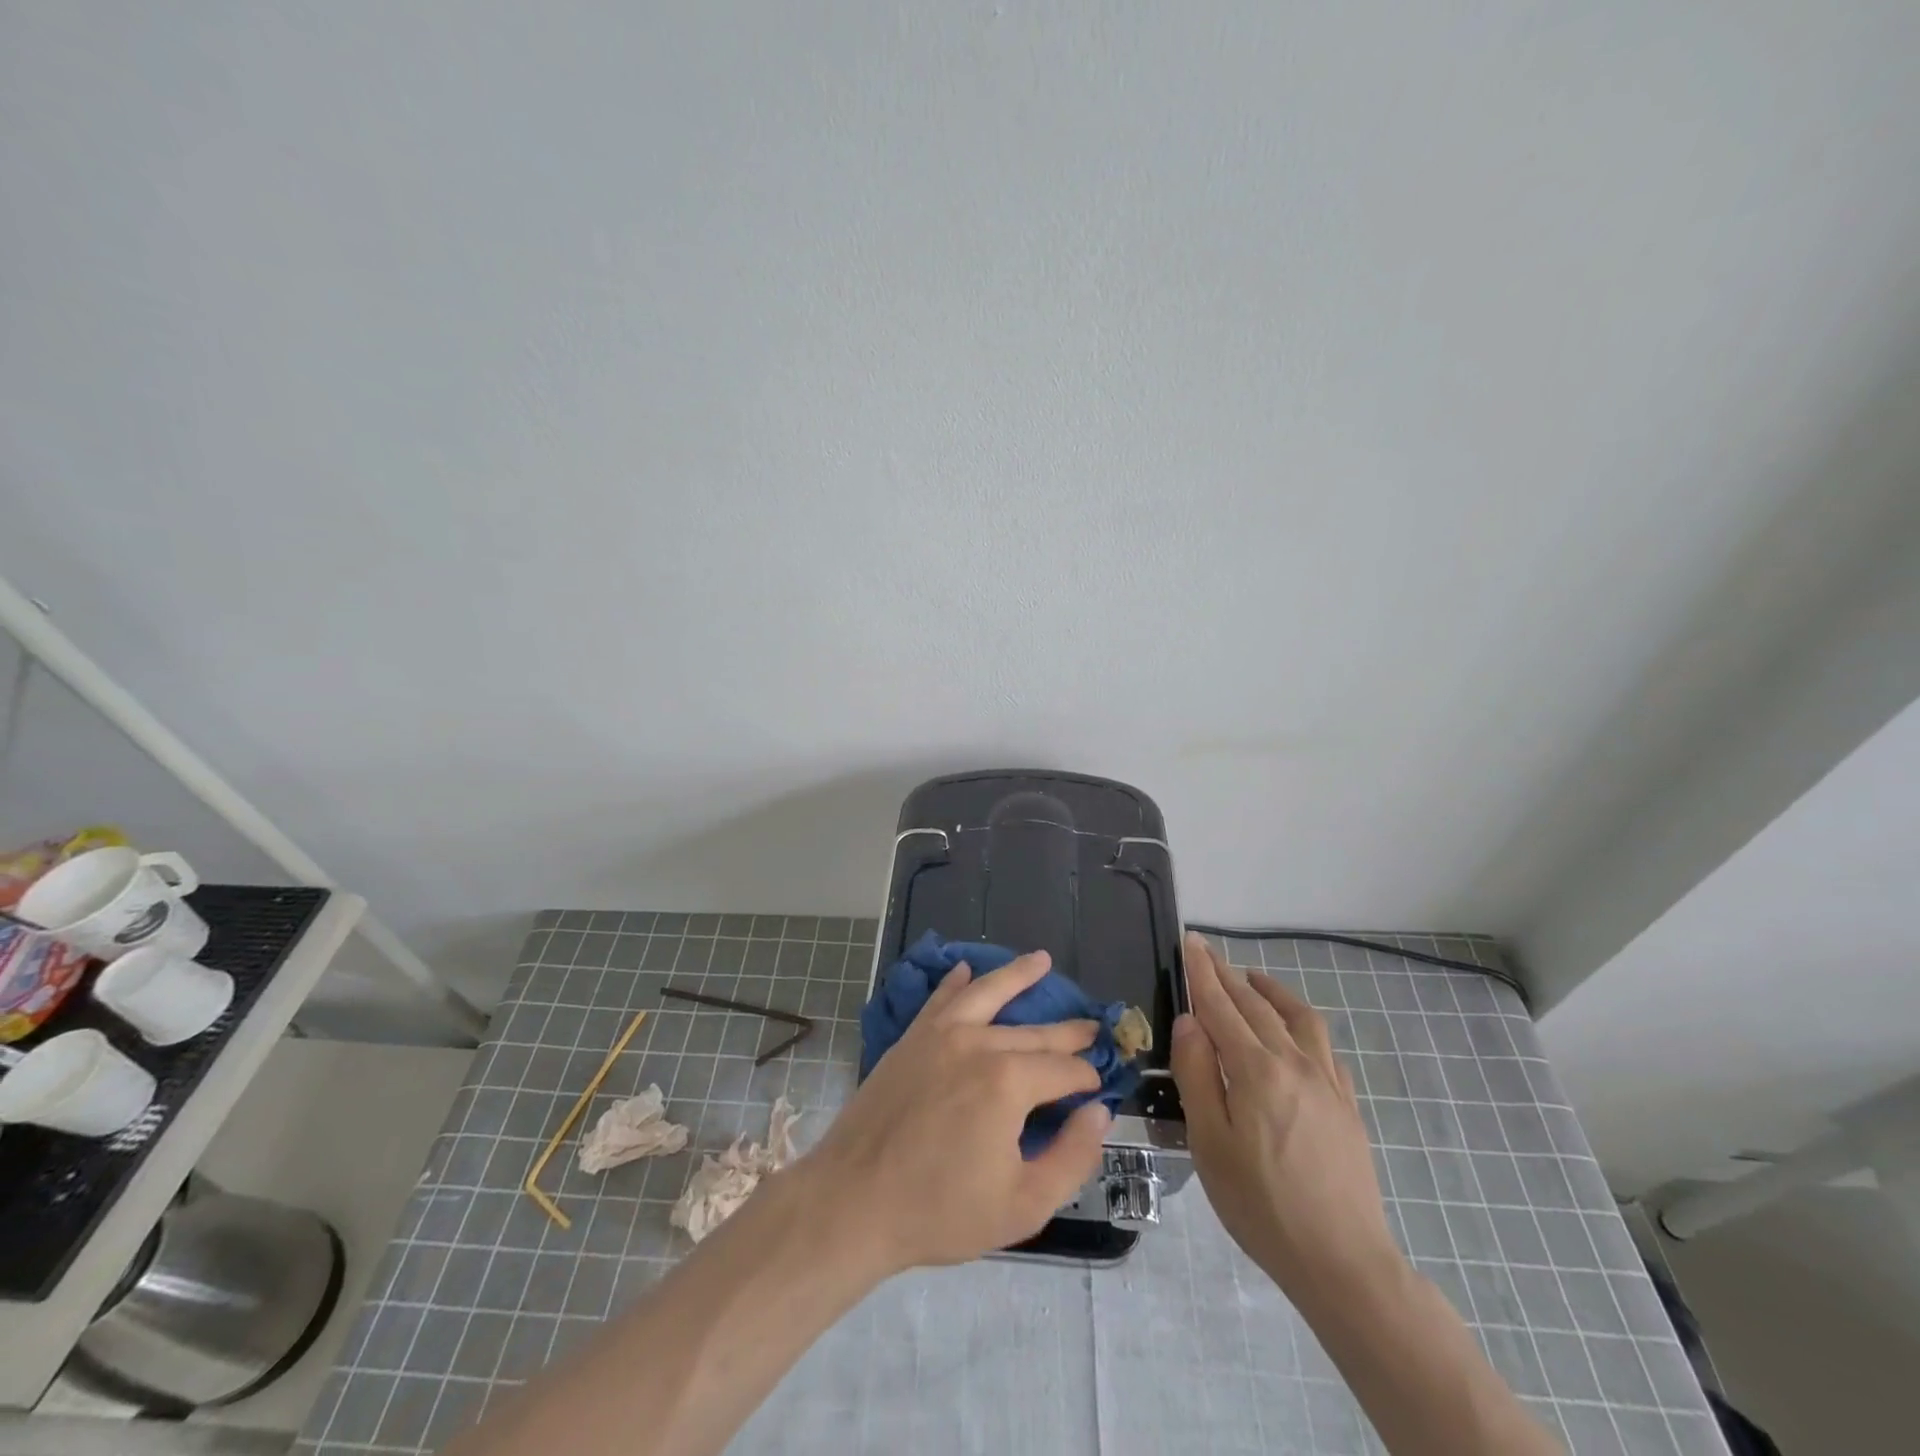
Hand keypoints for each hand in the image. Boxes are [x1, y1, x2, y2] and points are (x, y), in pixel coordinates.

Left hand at [803, 950, 1110, 1271]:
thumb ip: (1072, 1157)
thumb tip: (1099, 1112)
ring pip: (987, 993)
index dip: (1086, 1078)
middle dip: (1068, 1032)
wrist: (853, 1201)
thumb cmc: (940, 1210)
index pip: (1064, 1070)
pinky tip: (965, 968)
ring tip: (1042, 960)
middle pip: (1034, 1032)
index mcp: (1009, 1081)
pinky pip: (940, 999)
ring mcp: (940, 1034)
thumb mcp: (1023, 1205)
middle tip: (1092, 1027)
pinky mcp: (911, 1038)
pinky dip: (955, 981)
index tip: (1097, 1088)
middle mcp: (978, 1043)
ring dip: (1017, 974)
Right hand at [1170, 932, 1401, 1306]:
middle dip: (1228, 974)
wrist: (1342, 1261)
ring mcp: (1327, 1082)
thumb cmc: (1260, 1204)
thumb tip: (1190, 1022)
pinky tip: (1295, 1033)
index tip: (1191, 942)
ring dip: (1270, 990)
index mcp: (1256, 1069)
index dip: (1203, 973)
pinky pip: (1324, 1046)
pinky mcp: (1346, 1104)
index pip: (1221, 1006)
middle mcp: (1294, 1062)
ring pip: (1298, 1017)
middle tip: (1207, 952)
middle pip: (1256, 1005)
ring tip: (1251, 978)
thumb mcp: (1209, 1142)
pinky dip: (1302, 1024)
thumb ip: (1197, 1075)